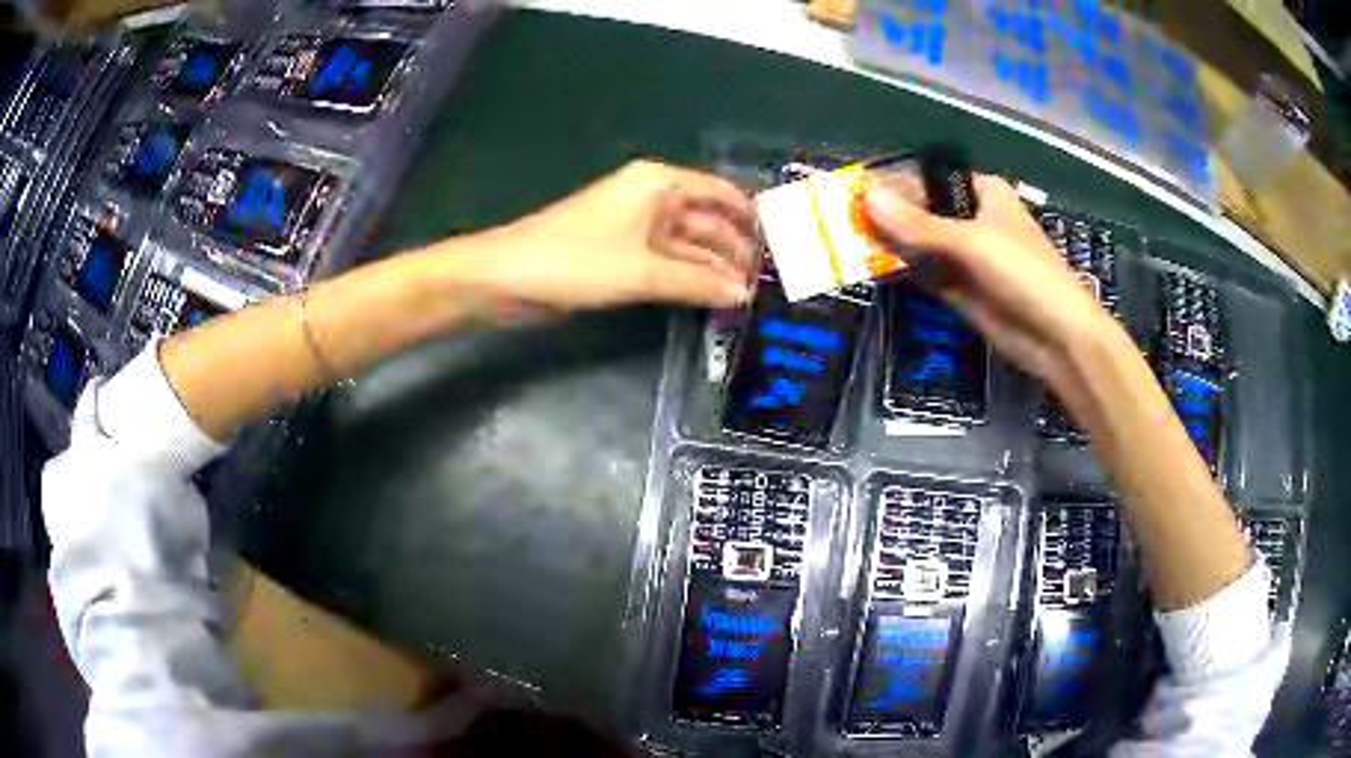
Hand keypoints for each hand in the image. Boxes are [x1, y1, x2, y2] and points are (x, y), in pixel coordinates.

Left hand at [455, 160, 756, 313]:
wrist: (506, 277)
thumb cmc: (575, 260)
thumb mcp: (642, 271)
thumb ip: (697, 282)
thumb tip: (744, 295)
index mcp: (659, 184)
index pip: (721, 193)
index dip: (752, 216)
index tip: (783, 244)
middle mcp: (653, 199)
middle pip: (707, 220)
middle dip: (736, 248)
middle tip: (772, 281)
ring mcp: (637, 228)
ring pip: (688, 245)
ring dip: (715, 268)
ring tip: (751, 296)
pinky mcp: (623, 255)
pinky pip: (668, 262)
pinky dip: (690, 278)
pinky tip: (715, 298)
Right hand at [865, 172, 1122, 383]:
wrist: (1058, 338)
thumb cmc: (1025, 275)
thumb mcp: (971, 242)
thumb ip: (918, 224)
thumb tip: (866, 198)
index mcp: (982, 193)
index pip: (927, 180)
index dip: (891, 184)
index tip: (851, 192)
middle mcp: (972, 219)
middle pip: (921, 211)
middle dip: (886, 216)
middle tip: (840, 221)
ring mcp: (967, 257)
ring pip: (920, 244)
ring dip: (890, 245)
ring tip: (844, 242)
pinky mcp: (961, 289)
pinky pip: (926, 273)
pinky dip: (903, 271)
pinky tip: (870, 268)